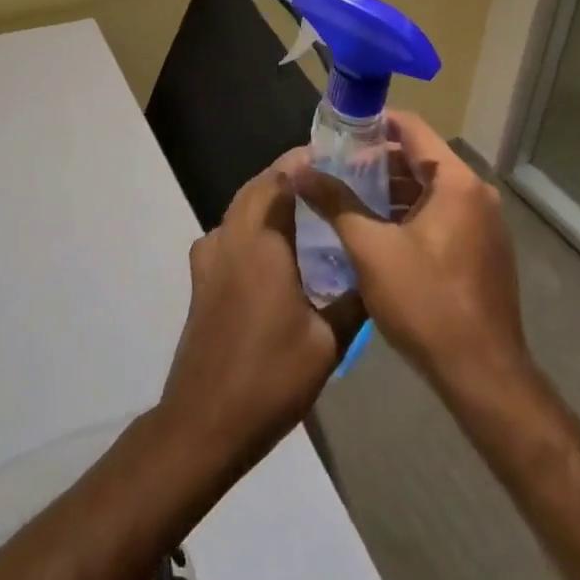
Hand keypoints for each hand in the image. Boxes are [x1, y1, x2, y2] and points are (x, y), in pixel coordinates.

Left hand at [159, 158, 362, 474]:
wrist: (204, 424)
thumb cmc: (270, 377)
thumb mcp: (328, 341)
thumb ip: (353, 300)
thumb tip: (377, 273)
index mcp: (261, 242)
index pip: (280, 178)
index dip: (305, 161)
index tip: (337, 156)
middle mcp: (230, 239)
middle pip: (257, 187)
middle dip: (289, 175)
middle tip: (329, 178)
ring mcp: (209, 259)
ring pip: (240, 209)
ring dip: (269, 198)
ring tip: (308, 207)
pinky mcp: (202, 281)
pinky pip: (230, 233)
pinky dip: (254, 224)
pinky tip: (279, 249)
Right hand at [291, 111, 529, 396]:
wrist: (482, 373)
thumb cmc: (426, 302)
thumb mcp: (371, 250)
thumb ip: (336, 204)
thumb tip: (300, 172)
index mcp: (456, 182)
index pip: (413, 128)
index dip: (375, 123)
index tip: (340, 131)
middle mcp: (477, 193)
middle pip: (422, 159)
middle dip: (379, 163)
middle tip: (337, 171)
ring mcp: (485, 224)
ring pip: (432, 191)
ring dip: (394, 192)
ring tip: (351, 202)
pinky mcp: (484, 251)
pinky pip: (444, 216)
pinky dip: (413, 215)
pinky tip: (381, 234)